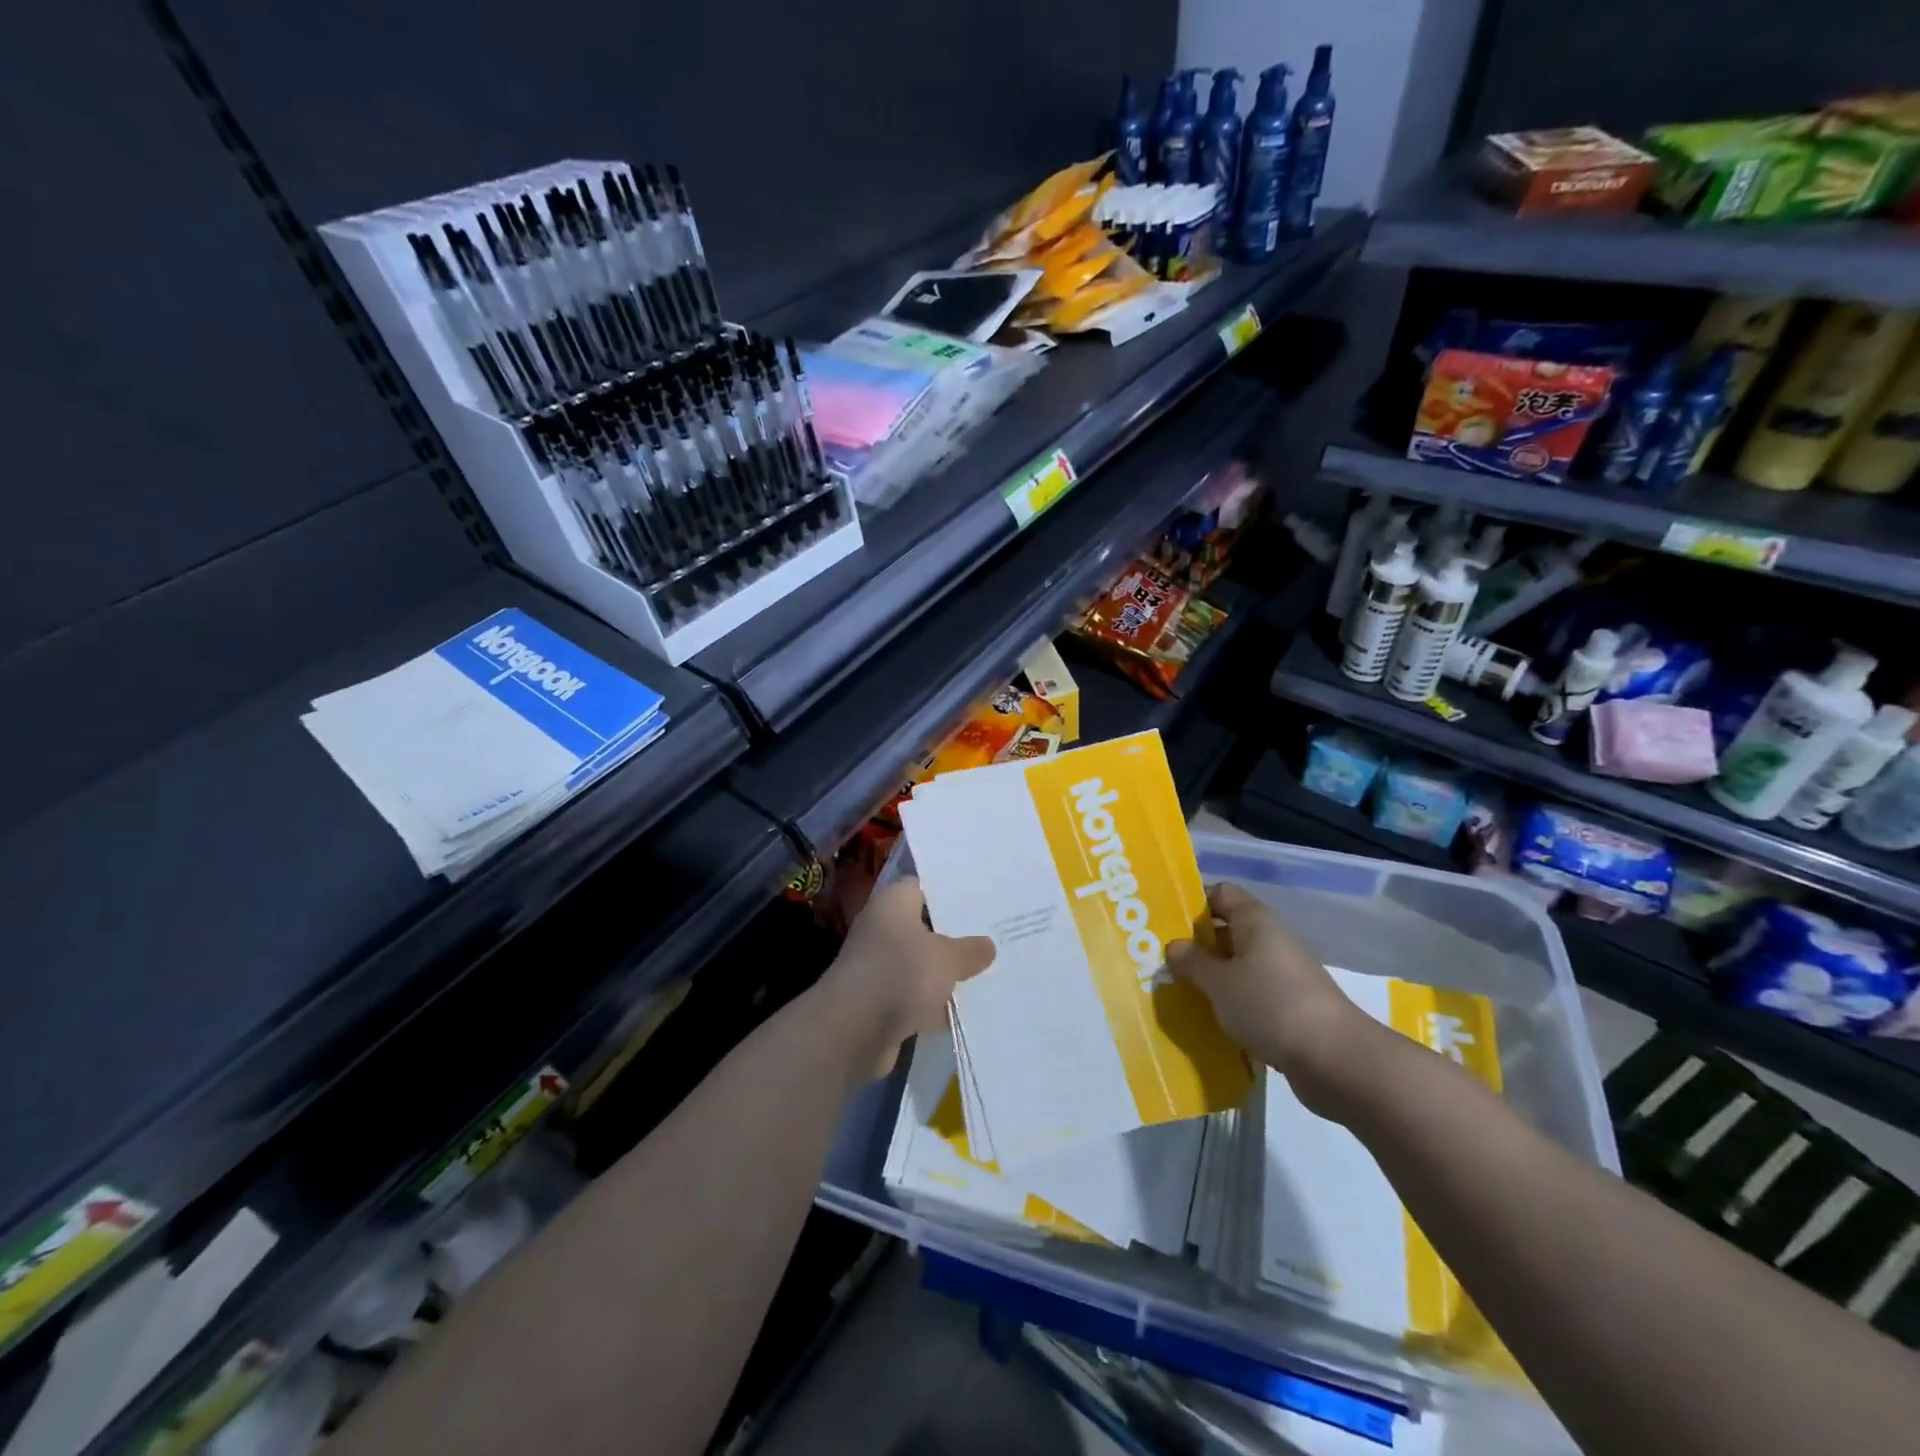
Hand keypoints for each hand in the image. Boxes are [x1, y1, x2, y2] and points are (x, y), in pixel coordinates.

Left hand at [813, 877, 995, 1080]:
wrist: (852, 1031)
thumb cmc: (900, 974)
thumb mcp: (946, 958)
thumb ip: (969, 951)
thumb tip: (987, 946)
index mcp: (893, 904)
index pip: (922, 886)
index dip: (950, 892)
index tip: (981, 898)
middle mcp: (882, 930)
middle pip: (924, 927)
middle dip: (955, 935)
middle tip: (993, 935)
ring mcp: (880, 968)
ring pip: (922, 964)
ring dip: (946, 973)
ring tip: (989, 972)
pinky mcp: (881, 1002)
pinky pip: (916, 996)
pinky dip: (934, 1004)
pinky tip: (967, 1009)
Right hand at [1167, 883, 1382, 1118]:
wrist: (1337, 1060)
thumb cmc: (1271, 1006)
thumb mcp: (1219, 983)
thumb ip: (1192, 962)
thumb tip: (1175, 945)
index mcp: (1255, 922)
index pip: (1221, 894)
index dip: (1194, 903)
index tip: (1166, 923)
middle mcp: (1272, 941)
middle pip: (1228, 930)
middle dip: (1198, 944)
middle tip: (1164, 960)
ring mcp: (1285, 975)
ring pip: (1240, 965)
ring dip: (1214, 977)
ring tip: (1181, 992)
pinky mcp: (1292, 1007)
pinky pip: (1253, 994)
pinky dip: (1233, 1002)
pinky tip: (1212, 1019)